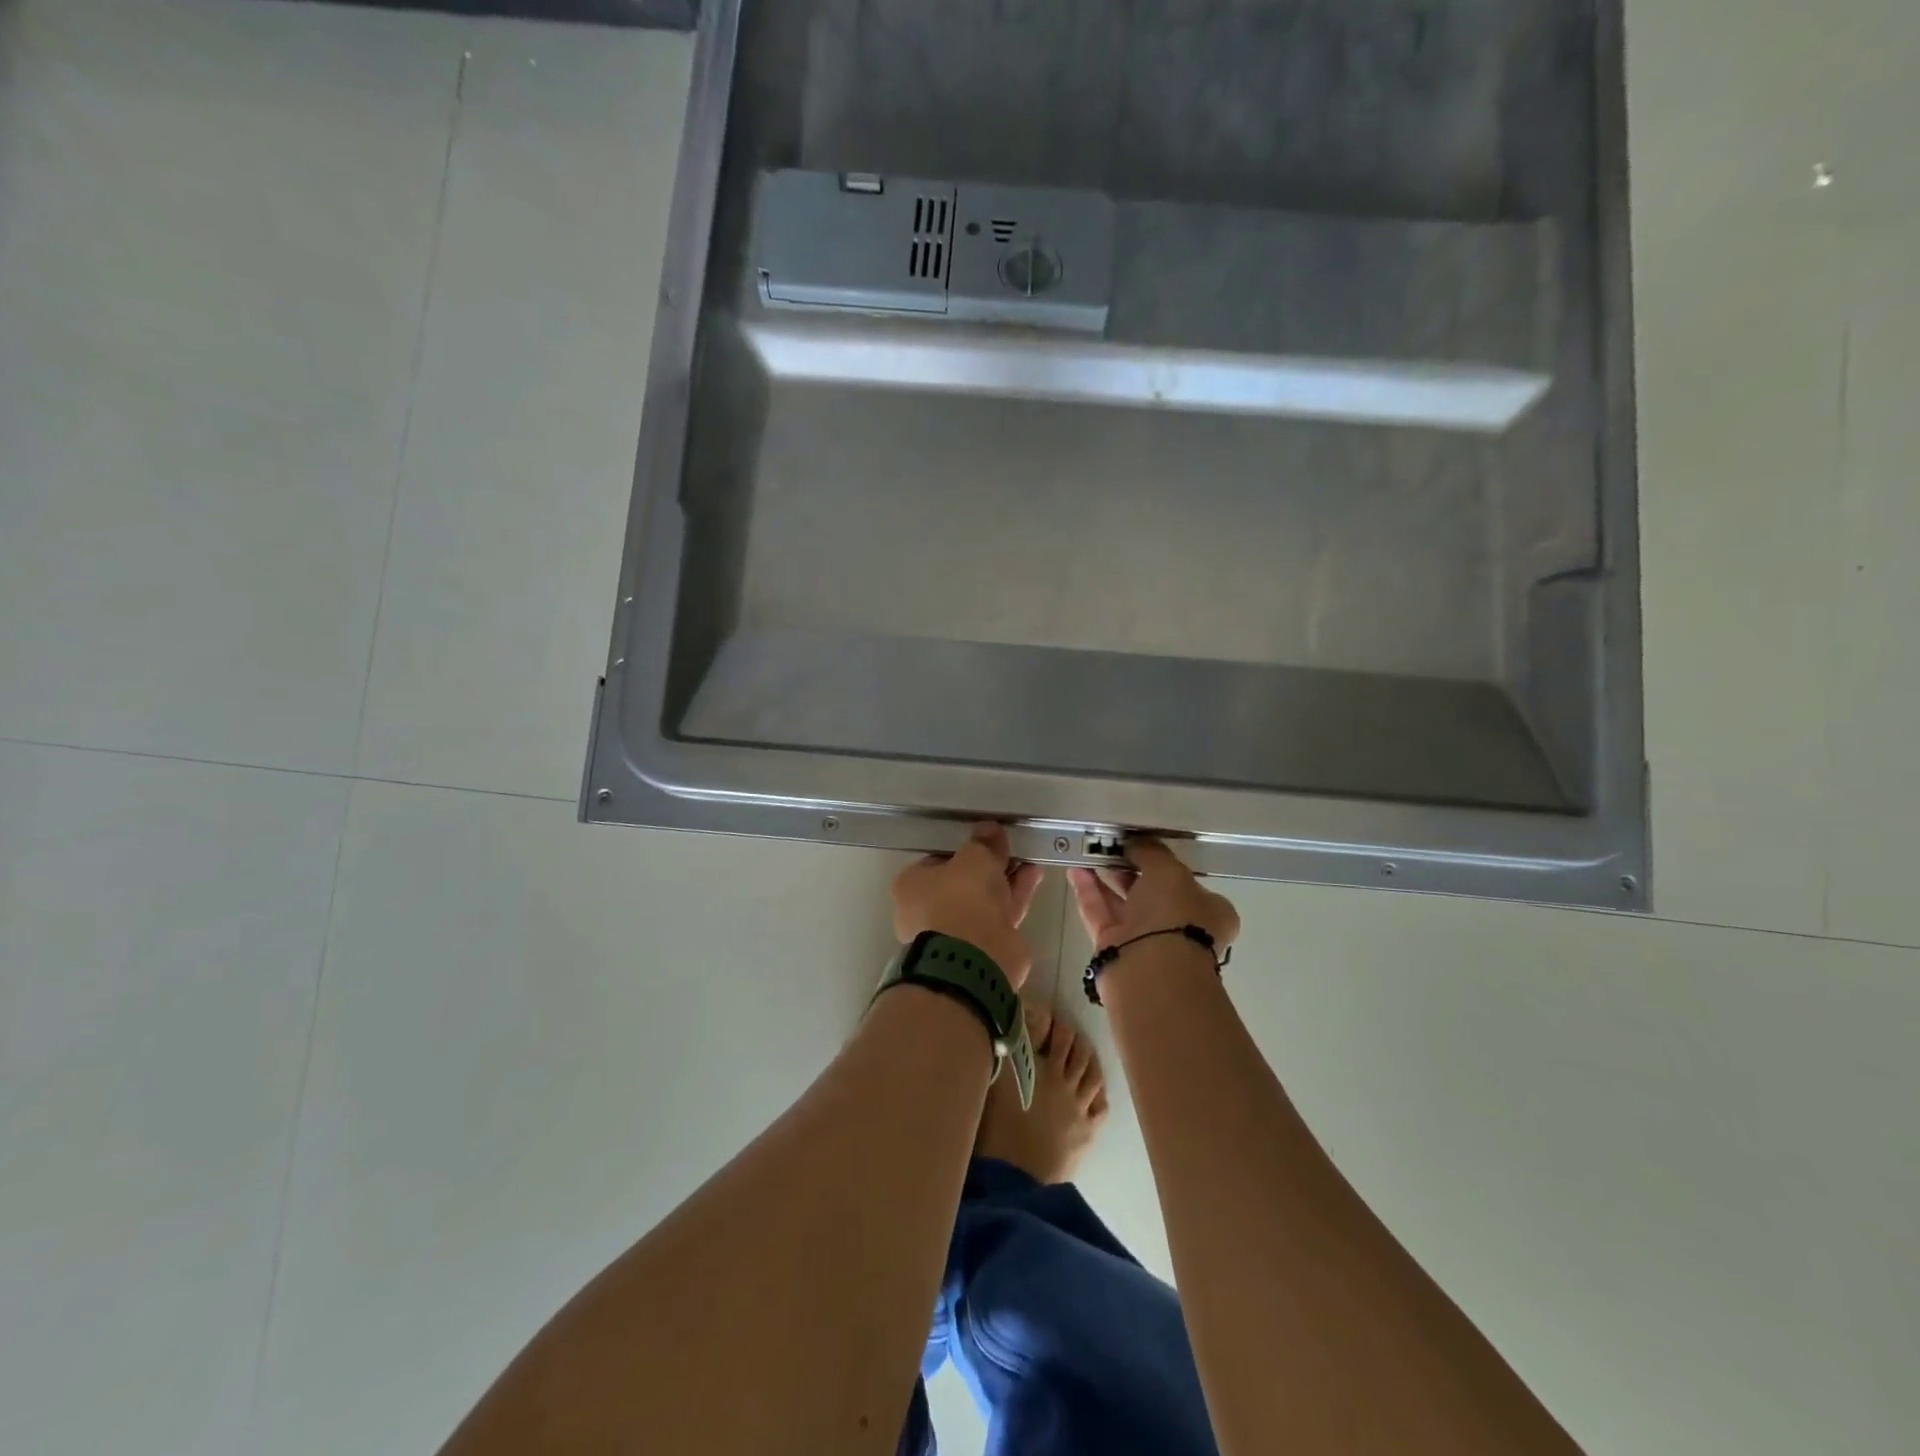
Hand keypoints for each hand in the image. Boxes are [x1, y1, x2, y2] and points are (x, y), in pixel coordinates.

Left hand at [893, 823, 1045, 989]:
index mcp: (911, 886)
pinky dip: (1015, 894)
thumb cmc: (961, 898)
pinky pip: (1000, 912)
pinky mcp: (982, 946)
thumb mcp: (974, 857)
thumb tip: (990, 829)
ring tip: (1029, 857)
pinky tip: (1034, 874)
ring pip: (984, 898)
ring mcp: (956, 931)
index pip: (936, 860)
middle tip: (1009, 847)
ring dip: (1006, 878)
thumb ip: (983, 842)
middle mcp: (928, 910)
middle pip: (963, 881)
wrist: (976, 957)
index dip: (962, 849)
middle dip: (988, 865)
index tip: (985, 840)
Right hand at [1069, 838, 1239, 953]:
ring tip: (1086, 852)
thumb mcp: (1169, 871)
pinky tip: (1075, 871)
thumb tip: (1135, 843)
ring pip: (1122, 902)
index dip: (1165, 864)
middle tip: (1109, 847)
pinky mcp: (1115, 948)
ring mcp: (1145, 940)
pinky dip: (1088, 892)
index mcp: (1207, 911)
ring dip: (1105, 878)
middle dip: (1129, 868)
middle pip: (1151, 892)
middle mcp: (1179, 927)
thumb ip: (1151, 852)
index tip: (1143, 847)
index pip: (1187, 883)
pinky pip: (1100, 913)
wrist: (1151, 969)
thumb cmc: (1173, 914)